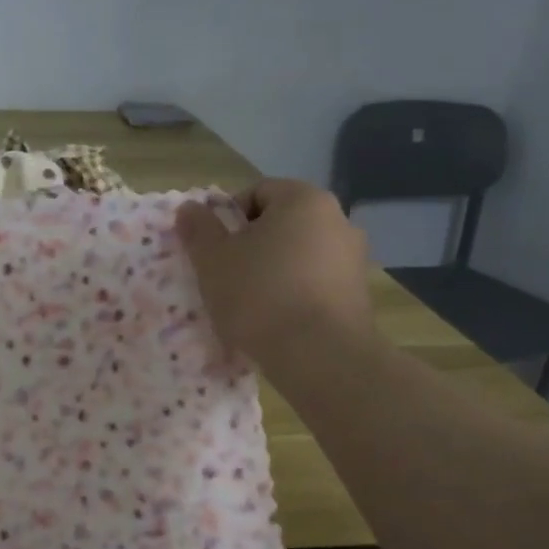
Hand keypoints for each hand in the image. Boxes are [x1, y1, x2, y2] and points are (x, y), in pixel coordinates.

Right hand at [175, 180, 375, 360]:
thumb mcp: (213, 260)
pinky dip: (294, 295)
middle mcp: (337, 220)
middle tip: (226, 277)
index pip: (257, 192)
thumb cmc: (260, 295)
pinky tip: (276, 321)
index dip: (227, 218)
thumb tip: (190, 208)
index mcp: (304, 200)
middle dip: (251, 246)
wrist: (319, 355)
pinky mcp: (358, 295)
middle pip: (280, 224)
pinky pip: (315, 284)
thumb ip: (199, 229)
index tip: (213, 250)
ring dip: (273, 272)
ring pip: (298, 256)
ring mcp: (354, 259)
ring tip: (250, 305)